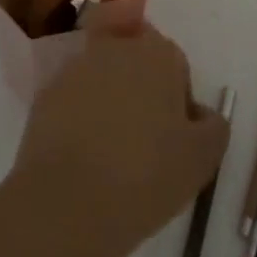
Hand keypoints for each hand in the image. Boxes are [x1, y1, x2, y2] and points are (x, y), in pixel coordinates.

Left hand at [0, 25, 227, 256]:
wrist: (66, 206)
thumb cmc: (145, 176)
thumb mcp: (204, 158)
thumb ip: (212, 124)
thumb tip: (197, 113)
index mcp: (157, 54)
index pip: (174, 62)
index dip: (177, 96)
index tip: (174, 133)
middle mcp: (114, 50)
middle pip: (134, 60)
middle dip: (141, 88)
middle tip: (145, 139)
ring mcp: (73, 71)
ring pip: (101, 79)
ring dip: (109, 103)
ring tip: (111, 153)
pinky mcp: (43, 98)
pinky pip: (72, 102)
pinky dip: (79, 120)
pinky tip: (84, 159)